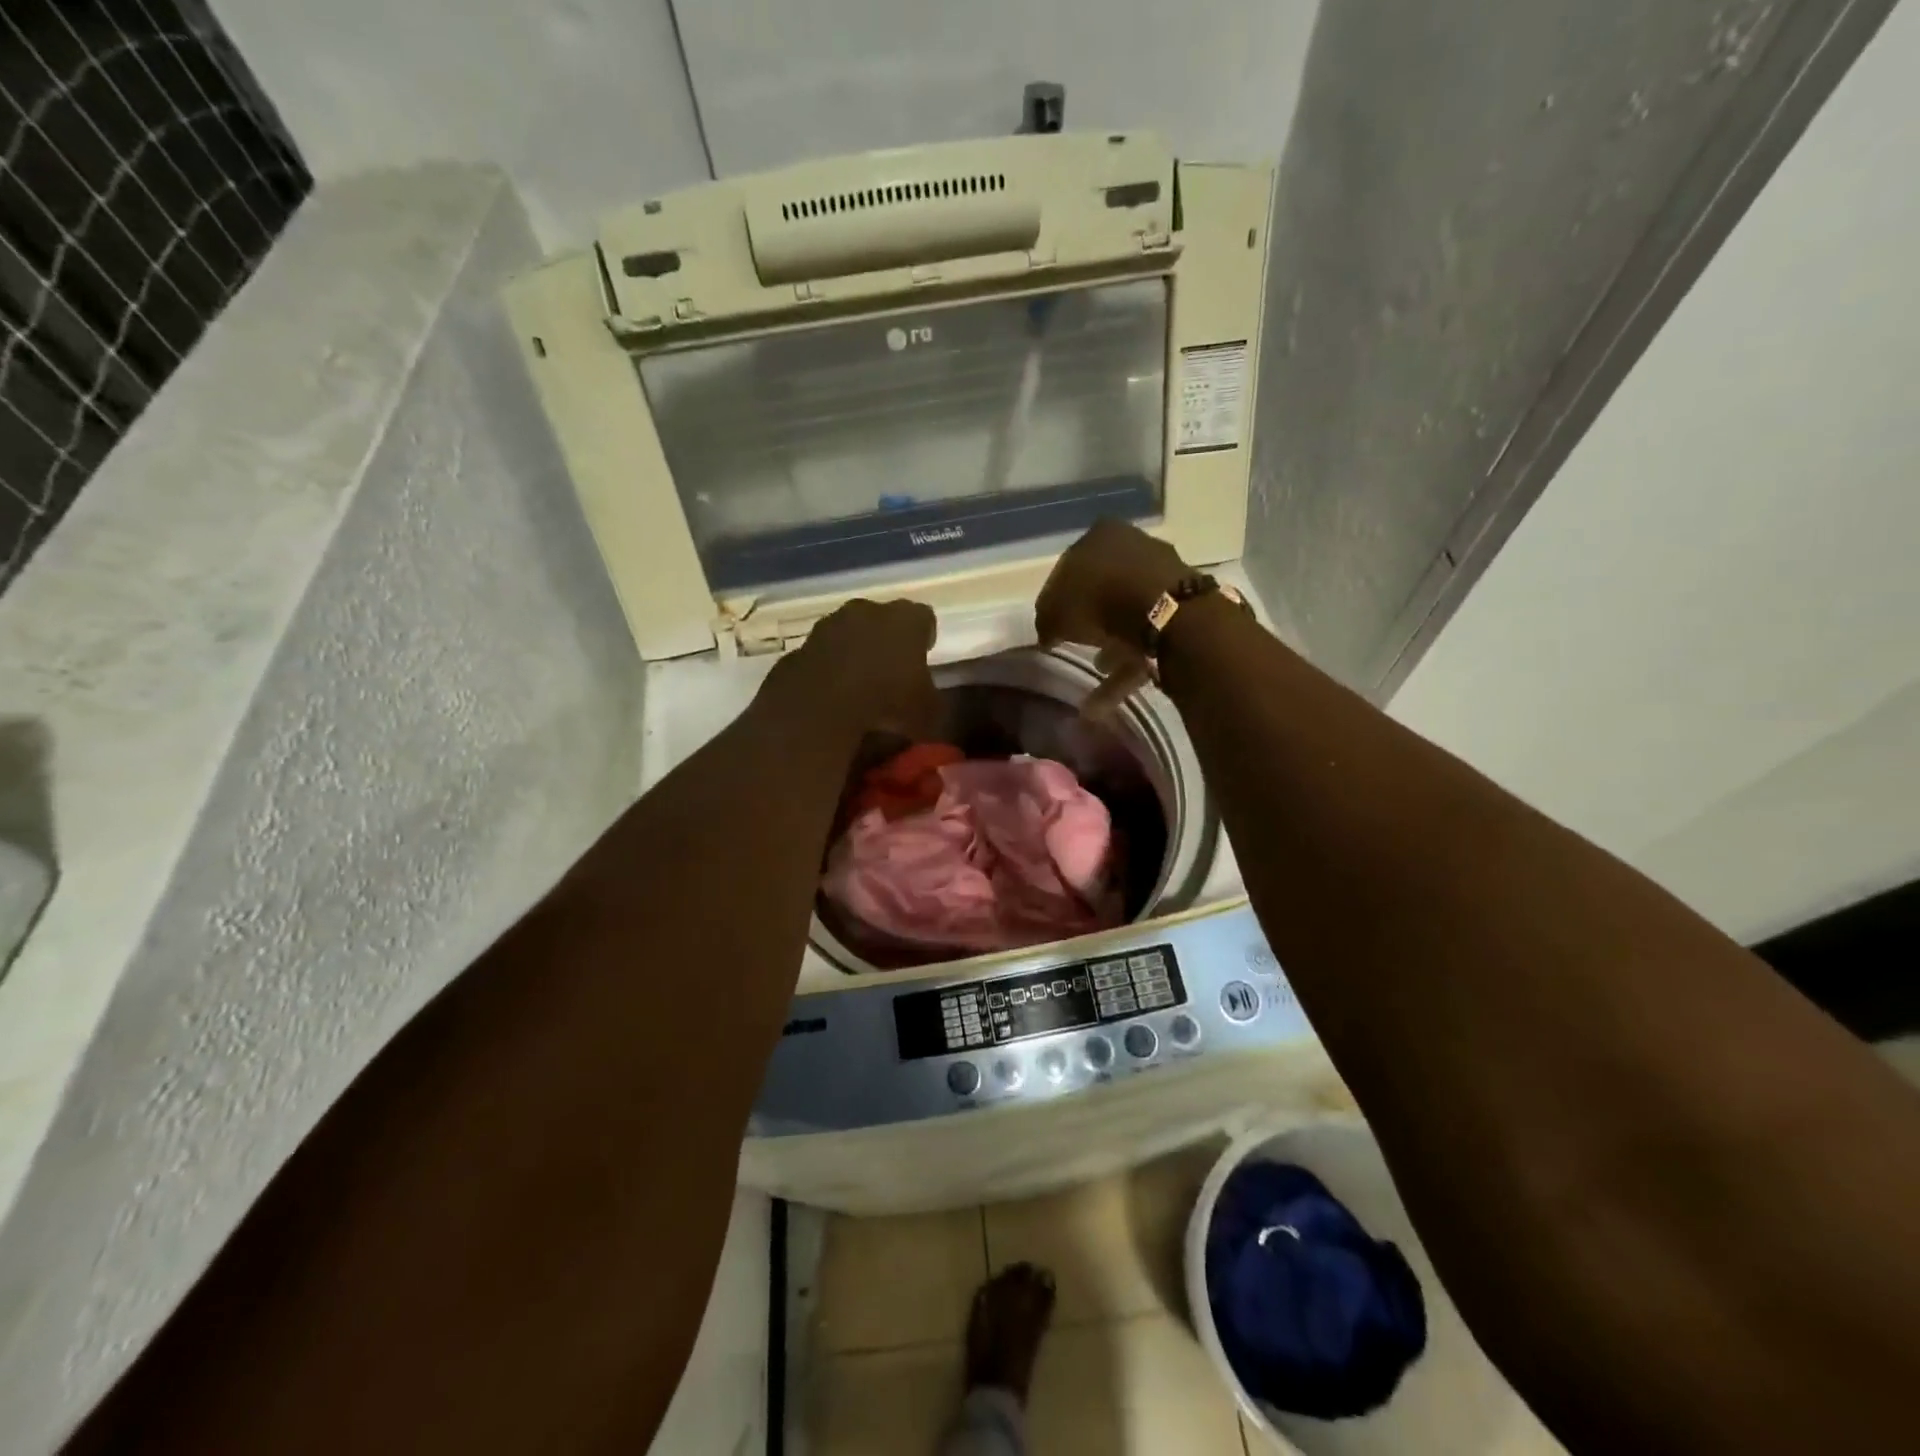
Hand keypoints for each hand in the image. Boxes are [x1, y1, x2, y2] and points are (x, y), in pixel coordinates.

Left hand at [763, 598, 941, 739]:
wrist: (817, 711)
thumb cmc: (886, 705)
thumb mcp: (928, 714)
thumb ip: (932, 701)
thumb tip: (928, 703)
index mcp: (906, 620)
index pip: (924, 618)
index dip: (925, 637)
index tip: (925, 655)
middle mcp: (867, 611)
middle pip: (883, 620)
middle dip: (888, 641)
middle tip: (893, 670)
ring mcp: (828, 626)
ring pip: (849, 634)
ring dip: (855, 652)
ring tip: (860, 685)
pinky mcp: (799, 647)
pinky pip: (823, 655)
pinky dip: (829, 669)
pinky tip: (832, 695)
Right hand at [1035, 519, 1189, 713]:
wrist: (1164, 613)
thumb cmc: (1099, 598)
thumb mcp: (1054, 610)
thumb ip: (1046, 620)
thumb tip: (1047, 633)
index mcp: (1101, 536)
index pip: (1071, 568)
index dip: (1058, 600)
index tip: (1052, 626)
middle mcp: (1135, 548)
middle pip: (1103, 589)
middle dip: (1089, 621)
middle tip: (1074, 645)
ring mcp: (1163, 579)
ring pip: (1127, 616)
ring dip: (1110, 647)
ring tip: (1095, 672)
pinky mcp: (1182, 612)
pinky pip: (1147, 641)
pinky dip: (1126, 668)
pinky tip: (1105, 700)